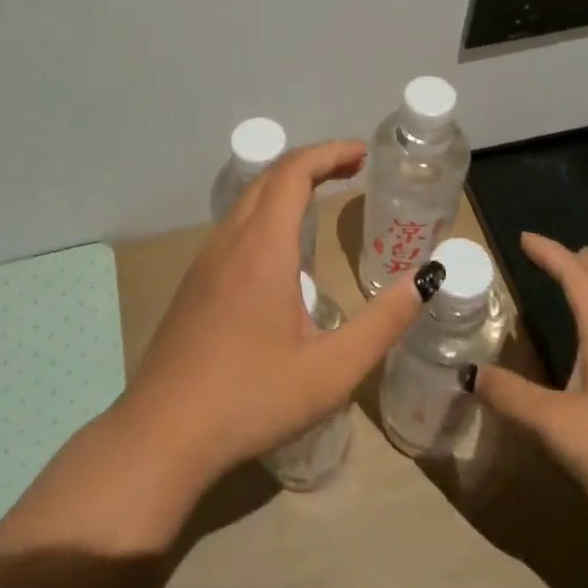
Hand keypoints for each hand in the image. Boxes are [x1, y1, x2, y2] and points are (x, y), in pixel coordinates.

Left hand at [116, 140, 425, 493]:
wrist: (161, 435)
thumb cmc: (251, 399)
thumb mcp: (331, 370)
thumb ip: (384, 322)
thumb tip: (426, 279)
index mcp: (263, 248)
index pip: (293, 171)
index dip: (330, 152)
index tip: (363, 154)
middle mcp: (230, 241)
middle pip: (269, 177)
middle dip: (313, 163)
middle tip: (352, 170)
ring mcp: (205, 261)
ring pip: (248, 200)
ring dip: (287, 186)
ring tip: (323, 199)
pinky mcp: (193, 284)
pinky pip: (234, 226)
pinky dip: (267, 212)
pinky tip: (282, 251)